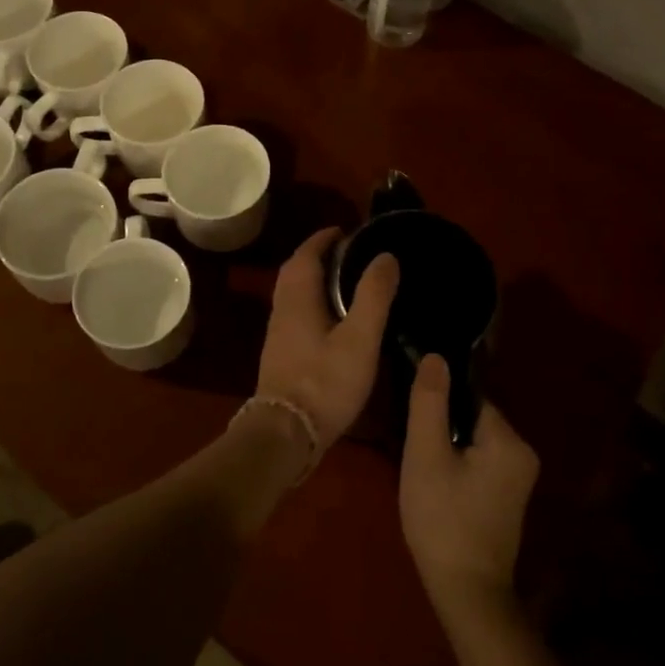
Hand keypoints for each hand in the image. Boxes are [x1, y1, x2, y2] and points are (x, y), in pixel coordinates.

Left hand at [256, 229, 399, 446]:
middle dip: (318, 256)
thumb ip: (373, 296)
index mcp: (298, 298)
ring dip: (315, 280)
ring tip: (347, 282)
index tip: (346, 230)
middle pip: (296, 271)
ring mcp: (279, 335)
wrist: (286, 435)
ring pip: (294, 294)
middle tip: (349, 253)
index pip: (306, 254)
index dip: (324, 238)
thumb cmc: (325, 382)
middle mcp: (282, 310)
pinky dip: (314, 303)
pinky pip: (297, 314)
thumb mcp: (360, 338)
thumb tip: (385, 256)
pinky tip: (335, 320)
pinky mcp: (282, 356)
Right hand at [400, 355, 538, 623]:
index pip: (469, 398)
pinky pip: (480, 462)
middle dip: (442, 428)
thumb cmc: (443, 521)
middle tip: (415, 450)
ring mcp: (519, 478)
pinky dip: (458, 466)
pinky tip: (438, 486)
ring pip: (474, 441)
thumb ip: (430, 402)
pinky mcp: (509, 496)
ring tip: (423, 470)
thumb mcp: (426, 456)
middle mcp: (524, 452)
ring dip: (448, 448)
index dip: (438, 405)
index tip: (414, 421)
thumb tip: (435, 356)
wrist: (467, 594)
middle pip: (472, 418)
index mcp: (510, 440)